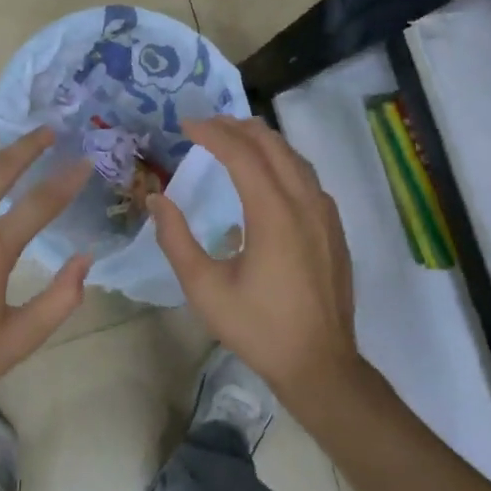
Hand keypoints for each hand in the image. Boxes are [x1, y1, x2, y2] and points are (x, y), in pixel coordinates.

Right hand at [150, 117, 360, 408]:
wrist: (320, 365)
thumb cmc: (258, 328)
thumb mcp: (205, 288)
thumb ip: (176, 239)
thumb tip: (156, 199)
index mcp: (274, 214)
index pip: (242, 154)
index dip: (212, 133)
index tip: (185, 125)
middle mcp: (305, 203)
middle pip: (272, 145)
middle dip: (237, 127)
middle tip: (206, 125)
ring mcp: (325, 215)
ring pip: (294, 158)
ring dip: (262, 141)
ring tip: (233, 139)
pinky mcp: (334, 228)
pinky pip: (307, 178)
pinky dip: (282, 162)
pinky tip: (266, 176)